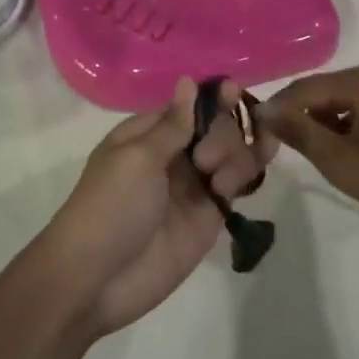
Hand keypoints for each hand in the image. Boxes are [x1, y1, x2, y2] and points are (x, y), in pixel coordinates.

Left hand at [41, 78, 277, 335]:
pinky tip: (261, 160)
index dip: (213, 98)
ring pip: (231, 154)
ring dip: (237, 154)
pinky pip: (236, 186)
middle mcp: (172, 156)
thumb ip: (173, 123)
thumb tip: (186, 79)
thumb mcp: (137, 157)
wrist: (96, 279)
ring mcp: (192, 187)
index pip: (189, 106)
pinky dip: (248, 172)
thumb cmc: (110, 206)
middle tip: (203, 161)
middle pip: (216, 128)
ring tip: (219, 182)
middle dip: (222, 134)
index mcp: (147, 135)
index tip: (234, 91)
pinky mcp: (208, 217)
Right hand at [264, 64, 358, 231]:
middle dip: (302, 114)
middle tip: (282, 143)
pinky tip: (345, 147)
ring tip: (312, 150)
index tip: (255, 128)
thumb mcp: (340, 161)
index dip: (278, 107)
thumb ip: (300, 132)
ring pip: (346, 98)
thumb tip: (265, 111)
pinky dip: (350, 122)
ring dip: (326, 120)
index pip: (305, 88)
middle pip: (326, 89)